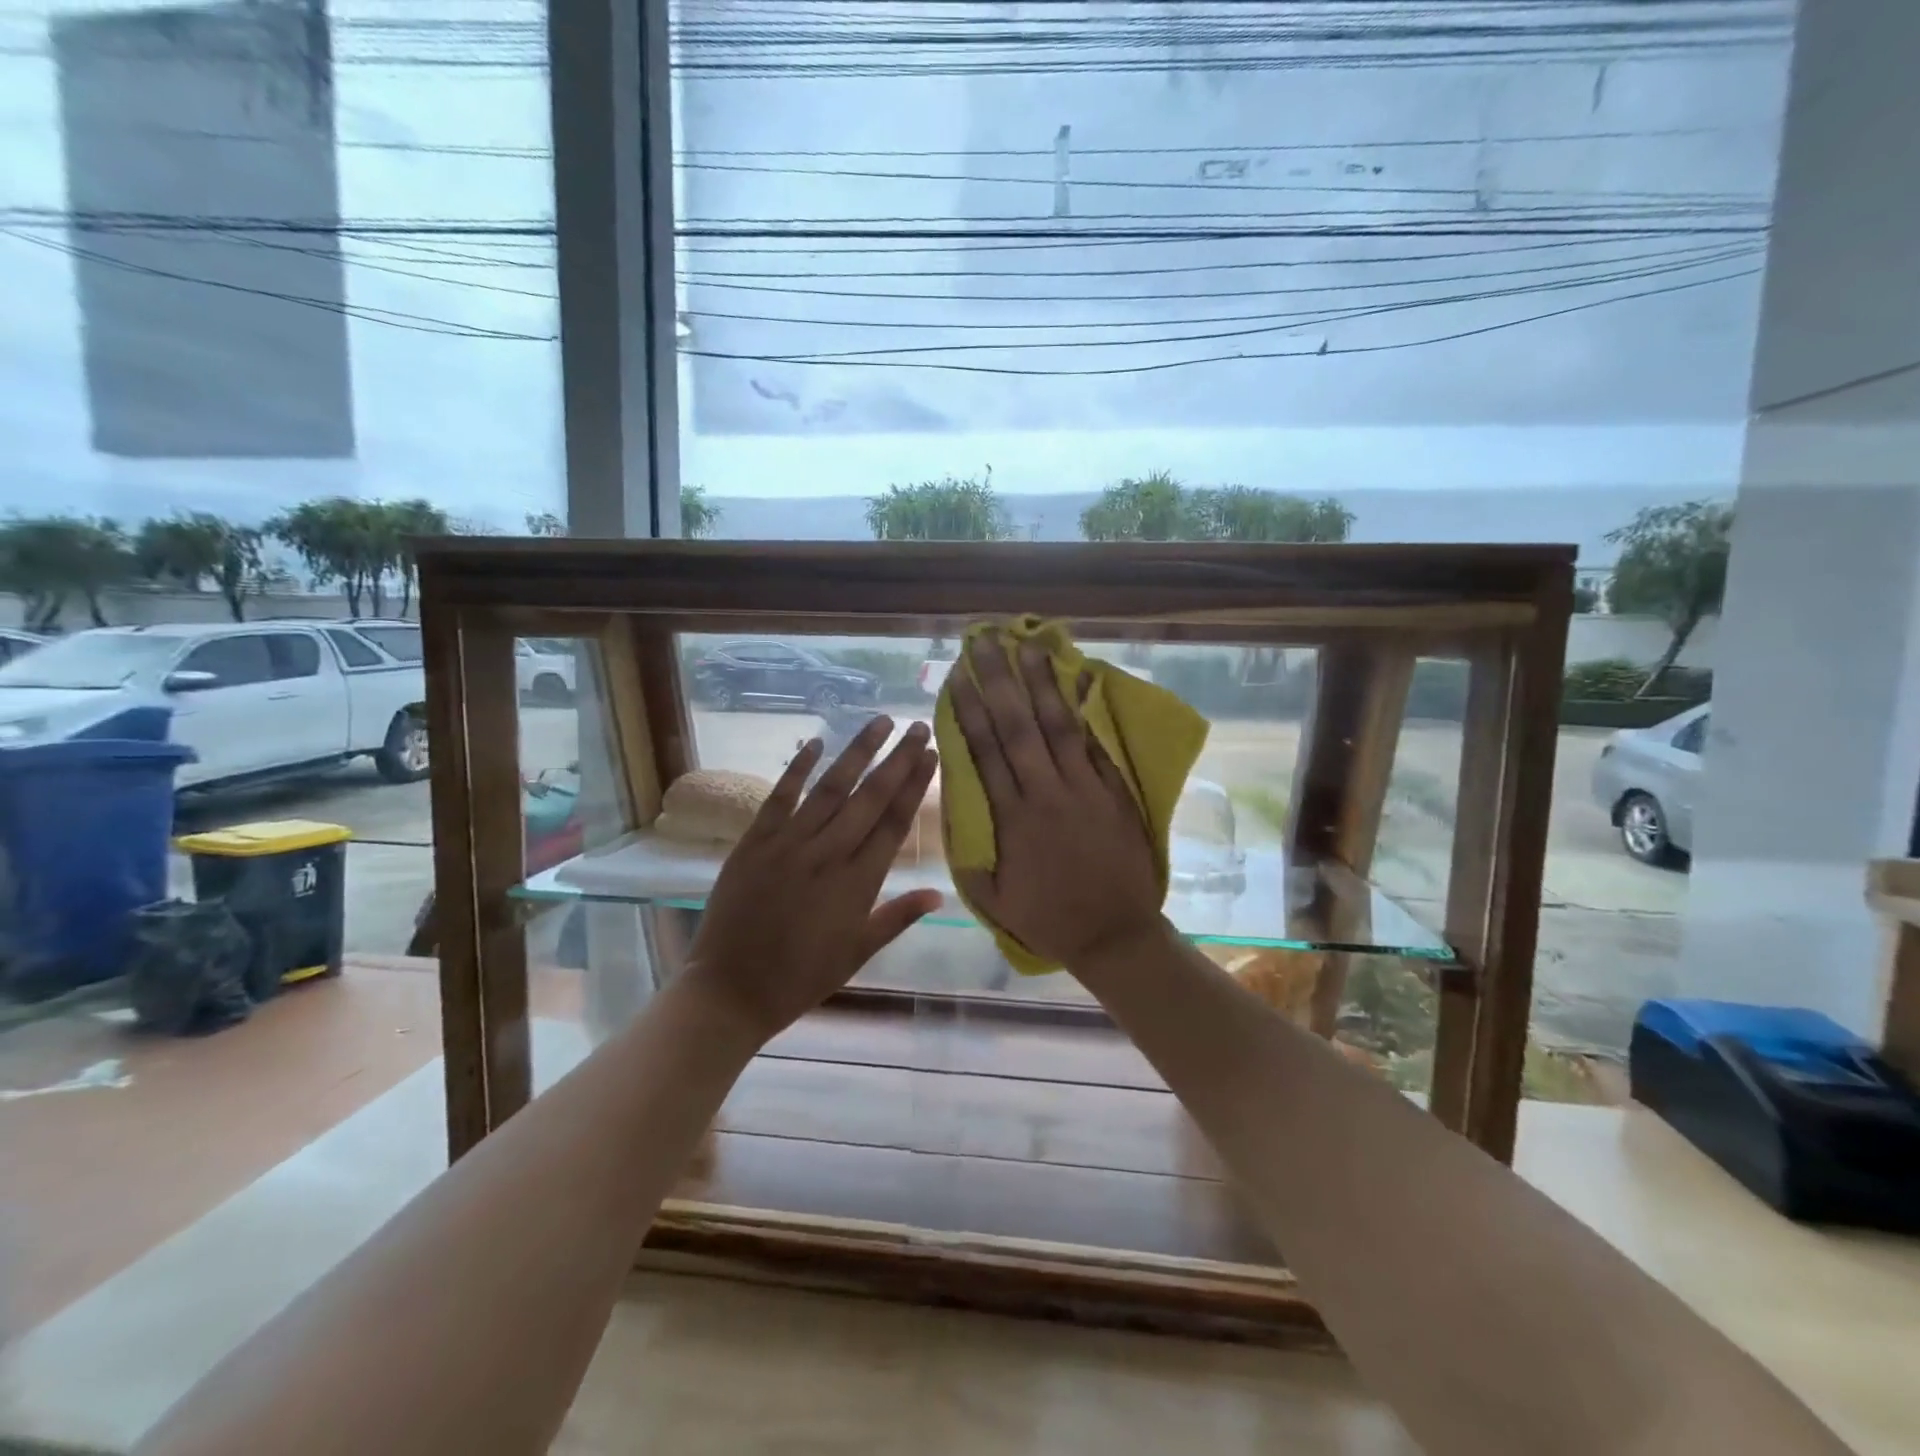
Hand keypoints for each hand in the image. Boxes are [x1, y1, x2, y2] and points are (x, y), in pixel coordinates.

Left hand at [684, 716, 941, 1042]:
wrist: (731, 989)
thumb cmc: (801, 977)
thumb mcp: (858, 953)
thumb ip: (897, 917)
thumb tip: (939, 893)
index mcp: (858, 883)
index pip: (894, 822)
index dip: (915, 785)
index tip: (931, 755)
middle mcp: (828, 854)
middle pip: (870, 797)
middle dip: (897, 759)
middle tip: (918, 727)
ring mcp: (789, 844)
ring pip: (831, 788)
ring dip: (857, 753)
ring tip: (880, 723)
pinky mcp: (755, 842)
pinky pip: (780, 797)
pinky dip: (797, 768)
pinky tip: (815, 742)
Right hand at [948, 633, 1164, 969]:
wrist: (1115, 933)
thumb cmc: (1048, 918)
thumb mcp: (991, 898)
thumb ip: (968, 855)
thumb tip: (952, 813)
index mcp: (1012, 818)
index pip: (985, 751)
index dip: (969, 710)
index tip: (957, 676)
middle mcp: (1046, 792)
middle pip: (1018, 726)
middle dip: (998, 680)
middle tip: (985, 642)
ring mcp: (1085, 788)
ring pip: (1059, 726)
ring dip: (1042, 683)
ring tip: (1029, 645)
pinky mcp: (1115, 791)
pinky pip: (1098, 744)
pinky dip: (1089, 711)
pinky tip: (1083, 679)